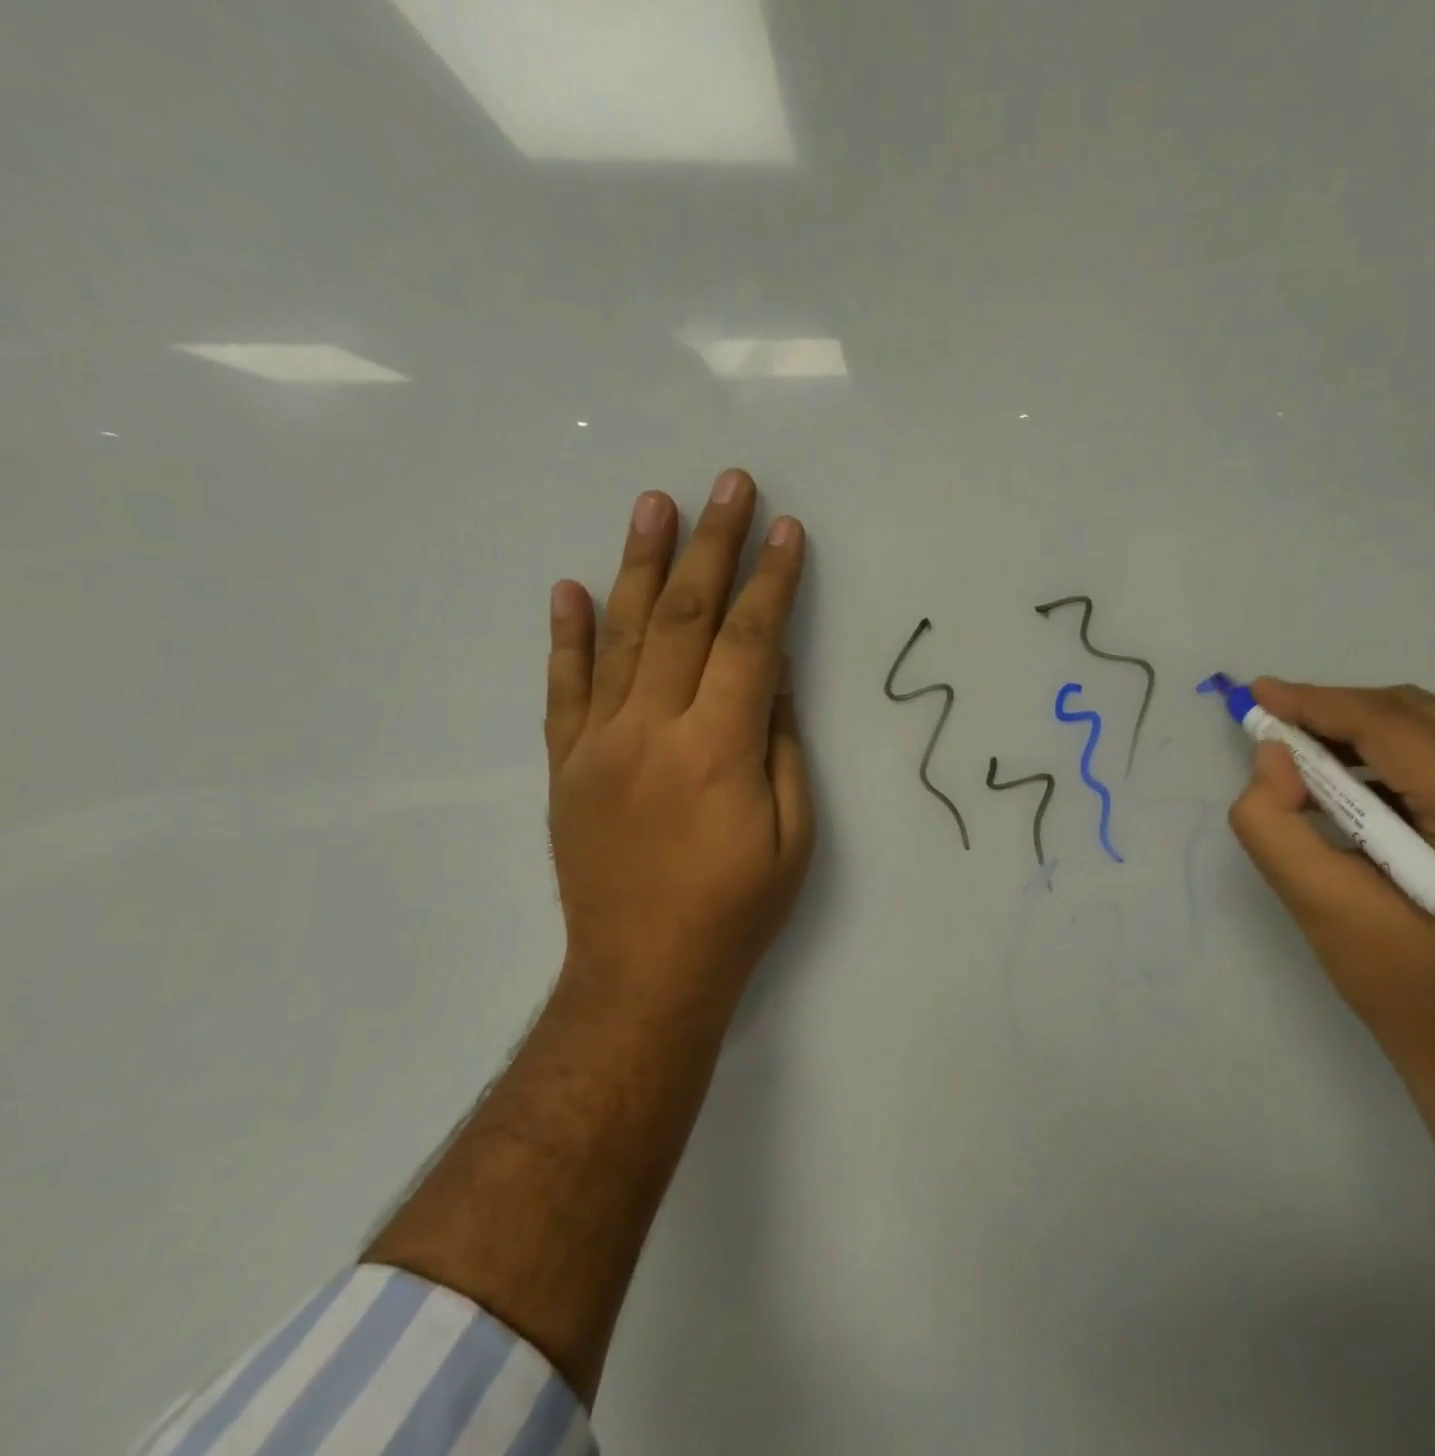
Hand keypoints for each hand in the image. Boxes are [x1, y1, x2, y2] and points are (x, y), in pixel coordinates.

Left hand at [543, 468, 813, 1023]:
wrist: (644, 975)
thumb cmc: (737, 910)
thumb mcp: (792, 834)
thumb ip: (781, 747)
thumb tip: (774, 677)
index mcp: (717, 750)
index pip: (752, 643)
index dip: (773, 583)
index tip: (788, 531)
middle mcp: (652, 731)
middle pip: (687, 618)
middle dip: (713, 545)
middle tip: (729, 485)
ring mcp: (599, 744)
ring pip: (622, 636)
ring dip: (643, 565)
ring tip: (655, 503)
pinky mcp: (567, 765)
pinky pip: (565, 688)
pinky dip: (568, 635)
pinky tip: (571, 587)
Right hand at [1228, 679, 1434, 1081]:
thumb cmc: (1411, 993)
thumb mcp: (1321, 909)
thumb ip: (1275, 824)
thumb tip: (1272, 757)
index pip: (1391, 726)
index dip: (1315, 703)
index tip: (1257, 694)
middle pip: (1415, 714)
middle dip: (1335, 713)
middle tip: (1272, 728)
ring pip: (1433, 727)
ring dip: (1361, 733)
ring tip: (1301, 757)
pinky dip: (1390, 757)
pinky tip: (1350, 783)